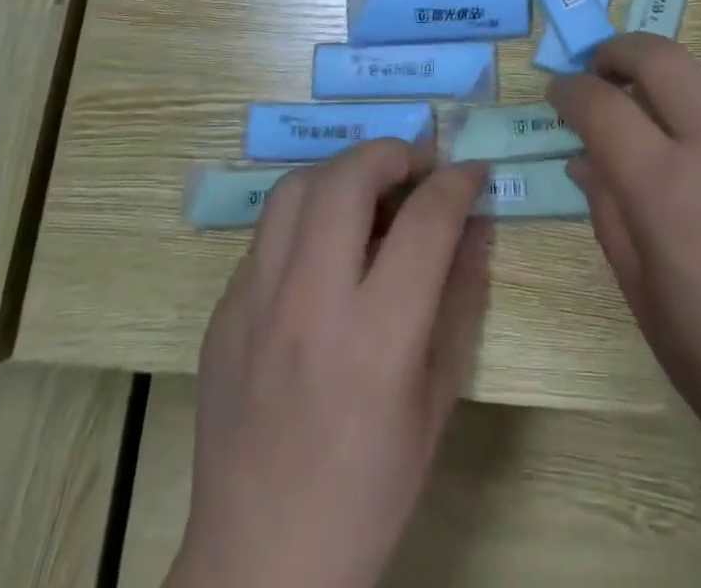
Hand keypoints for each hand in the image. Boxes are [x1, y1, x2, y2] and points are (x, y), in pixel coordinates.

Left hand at [170, 143, 489, 587]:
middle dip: (393, 153)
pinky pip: (268, 233)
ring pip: (295, 188)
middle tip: (417, 168)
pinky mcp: (224, 310)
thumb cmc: (371, 487)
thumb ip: (461, 296)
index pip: (425, 220)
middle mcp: (310, 304)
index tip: (472, 172)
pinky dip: (306, 219)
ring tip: (369, 194)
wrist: (262, 561)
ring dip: (342, 174)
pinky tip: (324, 251)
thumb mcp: (437, 396)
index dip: (458, 182)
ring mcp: (255, 303)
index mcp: (377, 338)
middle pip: (348, 179)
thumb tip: (476, 221)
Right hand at [549, 34, 700, 525]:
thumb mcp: (650, 307)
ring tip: (695, 166)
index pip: (600, 105)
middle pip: (662, 56)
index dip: (570, 92)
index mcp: (669, 191)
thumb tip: (587, 160)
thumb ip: (611, 218)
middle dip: (620, 52)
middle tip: (607, 74)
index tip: (562, 97)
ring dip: (689, 112)